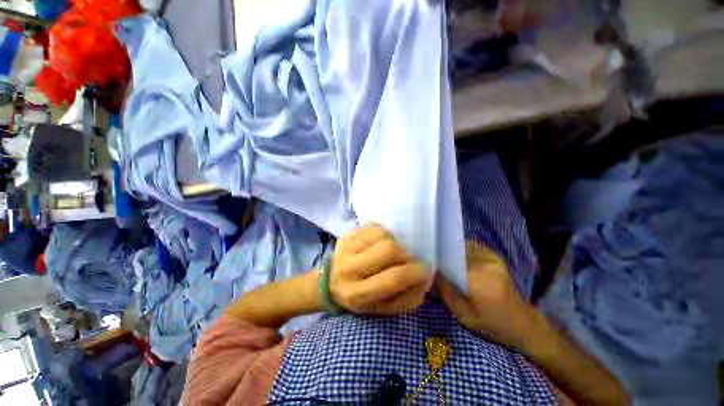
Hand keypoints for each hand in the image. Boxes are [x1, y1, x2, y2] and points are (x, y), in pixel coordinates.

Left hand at [330, 224, 432, 314]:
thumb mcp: (384, 308)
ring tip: (392, 252)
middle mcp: (349, 269)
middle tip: (407, 260)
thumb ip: (408, 297)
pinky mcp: (347, 234)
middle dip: (405, 254)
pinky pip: (374, 226)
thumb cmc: (360, 298)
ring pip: (382, 234)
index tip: (425, 270)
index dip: (415, 272)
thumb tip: (424, 277)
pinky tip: (381, 243)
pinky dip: (384, 233)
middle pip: (388, 250)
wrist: (331, 281)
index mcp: (357, 294)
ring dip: (394, 242)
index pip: (393, 278)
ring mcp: (346, 247)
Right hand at [438, 241, 534, 349]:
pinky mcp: (495, 257)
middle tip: (433, 263)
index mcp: (479, 282)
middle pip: (455, 252)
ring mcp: (492, 258)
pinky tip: (457, 259)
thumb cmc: (493, 326)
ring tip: (444, 260)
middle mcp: (485, 265)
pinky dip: (461, 250)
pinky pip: (472, 246)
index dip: (436, 262)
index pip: (450, 262)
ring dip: (451, 251)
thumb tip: (431, 273)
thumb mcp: (464, 317)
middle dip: (442, 256)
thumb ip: (446, 293)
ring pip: (462, 246)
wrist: (525, 325)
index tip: (426, 265)